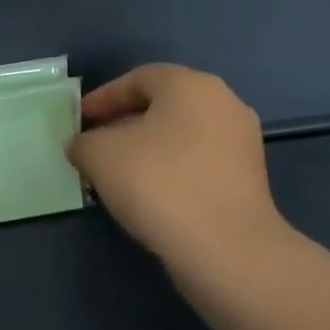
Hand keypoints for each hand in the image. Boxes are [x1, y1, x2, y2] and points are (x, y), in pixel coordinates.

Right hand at [68, 64, 292, 277]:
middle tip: (94, 146)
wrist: (227, 251)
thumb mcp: (100, 156)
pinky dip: (170, 171)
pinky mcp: (250, 180)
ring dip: (146, 150)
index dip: (102, 99)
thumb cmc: (159, 184)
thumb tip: (82, 146)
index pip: (137, 79)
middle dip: (123, 124)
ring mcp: (241, 143)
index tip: (79, 122)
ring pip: (180, 136)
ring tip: (115, 175)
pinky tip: (148, 197)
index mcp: (190, 84)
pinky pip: (198, 163)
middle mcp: (223, 103)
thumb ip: (83, 143)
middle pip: (161, 106)